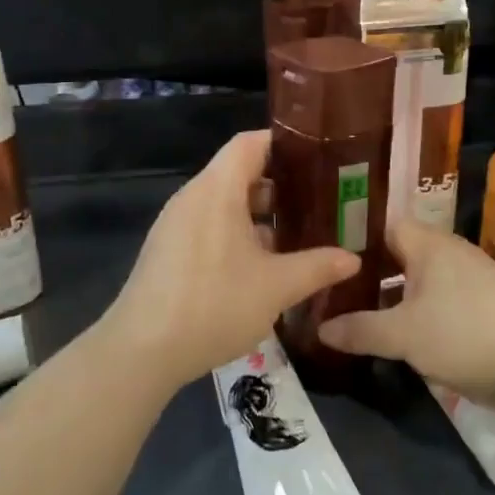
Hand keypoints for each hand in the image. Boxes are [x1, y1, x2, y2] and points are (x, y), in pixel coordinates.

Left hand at [101, 131, 358, 393]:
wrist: (142, 351)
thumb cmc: (213, 304)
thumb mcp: (276, 287)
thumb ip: (317, 267)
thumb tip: (352, 258)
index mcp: (217, 189)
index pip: (250, 143)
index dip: (284, 144)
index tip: (319, 158)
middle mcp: (193, 197)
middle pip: (239, 172)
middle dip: (280, 185)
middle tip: (319, 202)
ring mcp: (176, 224)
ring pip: (224, 203)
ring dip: (259, 215)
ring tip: (297, 235)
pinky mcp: (168, 250)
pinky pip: (209, 226)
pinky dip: (237, 233)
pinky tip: (261, 266)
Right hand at [317, 219, 494, 417]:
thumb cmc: (467, 332)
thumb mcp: (404, 335)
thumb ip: (361, 329)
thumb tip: (320, 328)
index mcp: (430, 245)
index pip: (385, 226)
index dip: (356, 239)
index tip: (326, 257)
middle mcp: (450, 256)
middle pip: (400, 258)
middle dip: (369, 276)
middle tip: (330, 293)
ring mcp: (469, 285)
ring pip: (419, 287)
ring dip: (393, 302)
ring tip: (354, 319)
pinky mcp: (482, 314)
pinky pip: (437, 309)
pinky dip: (416, 320)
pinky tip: (394, 340)